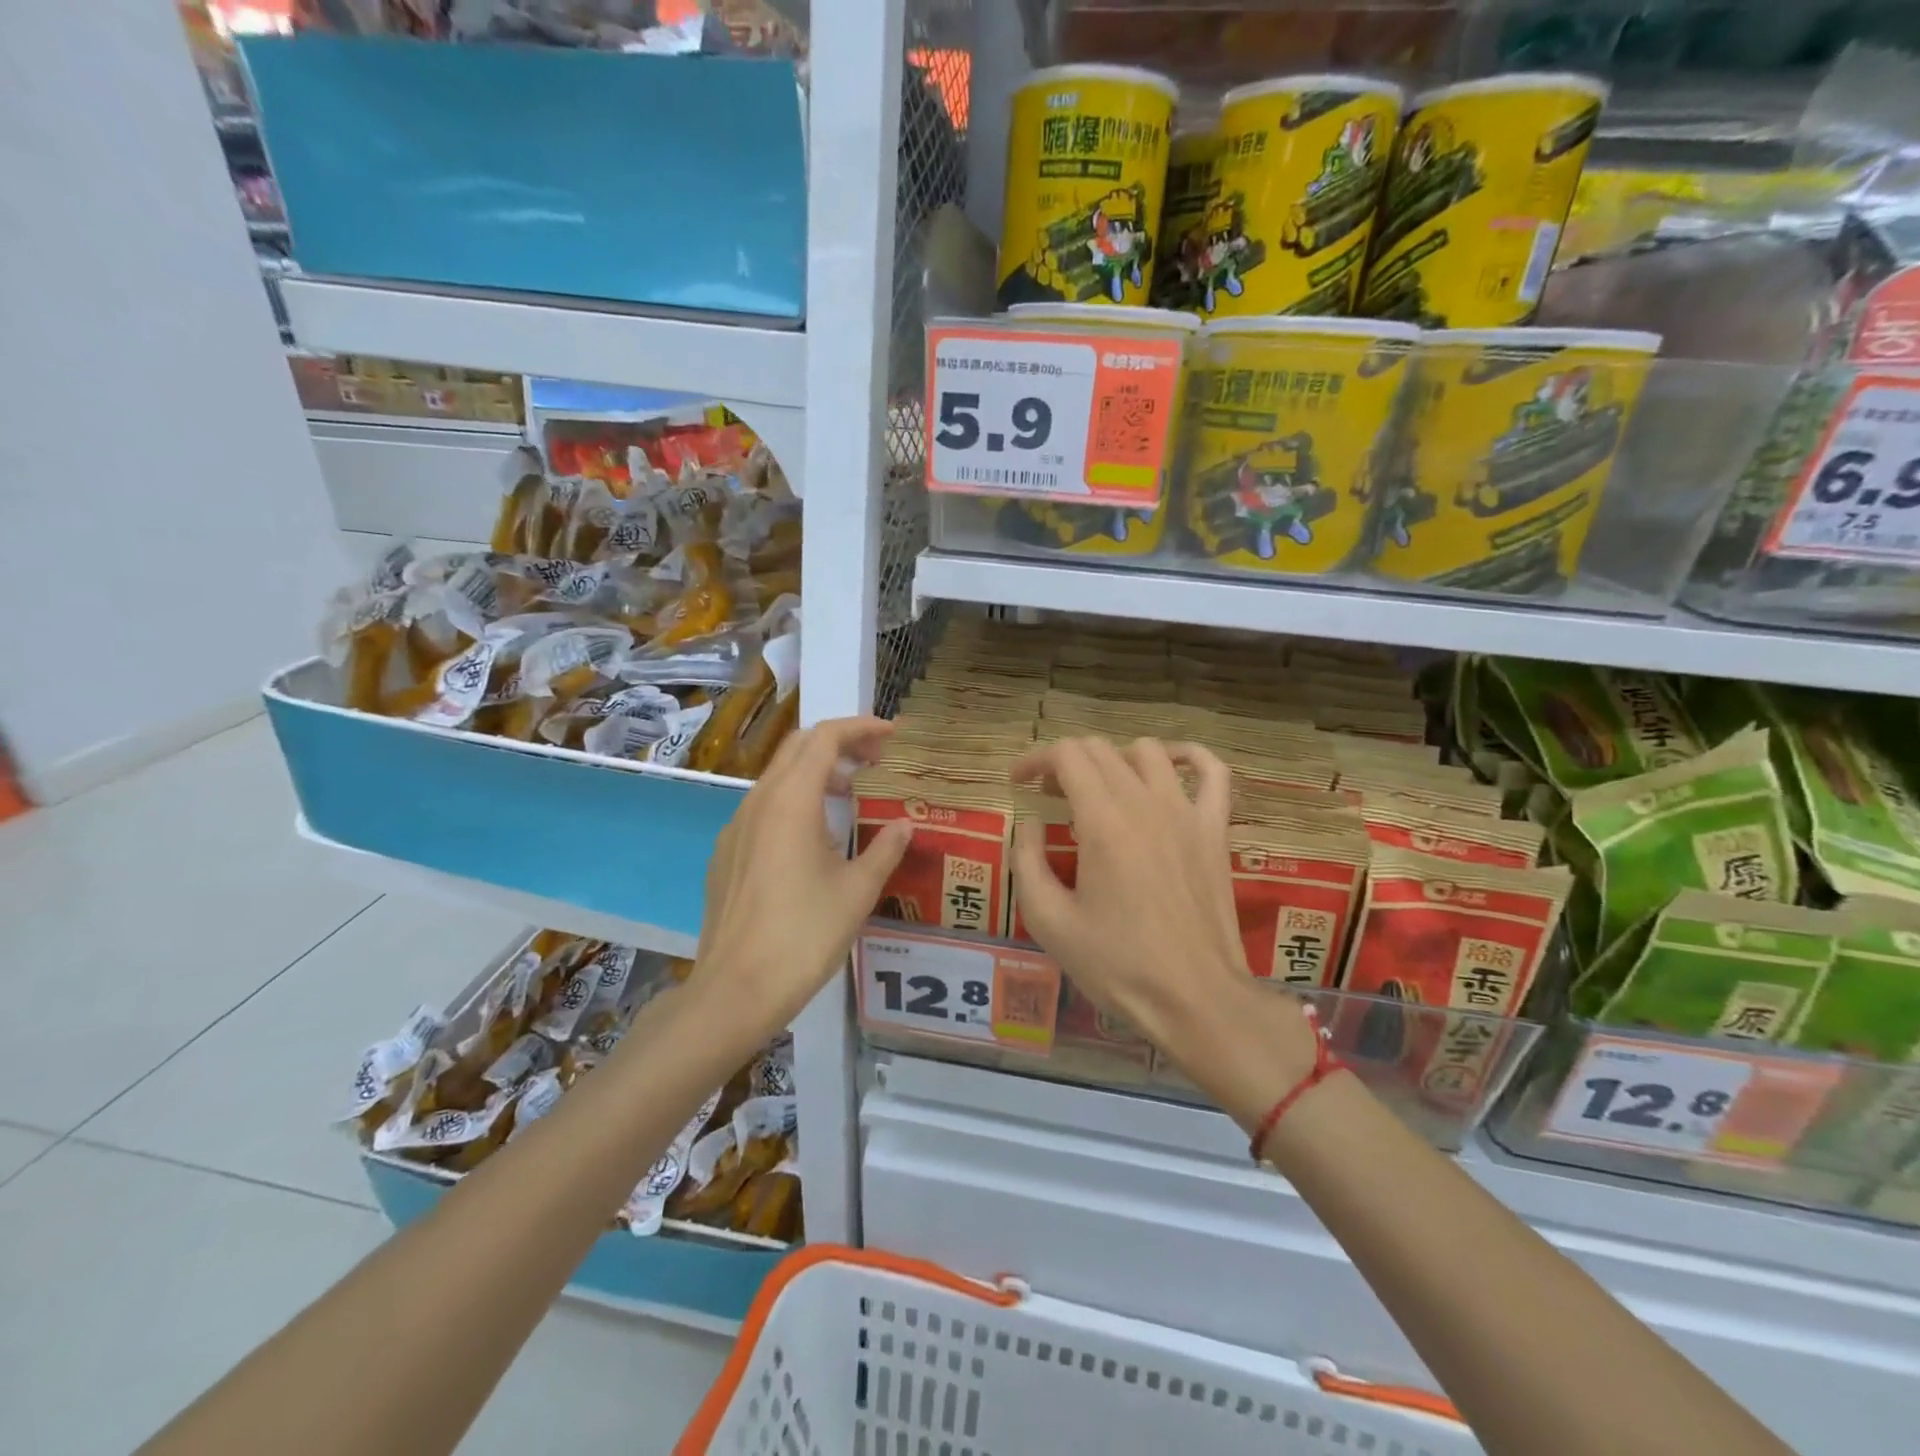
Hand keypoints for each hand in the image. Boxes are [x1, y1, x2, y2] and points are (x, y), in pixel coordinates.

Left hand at [691, 717, 912, 1047]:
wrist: (735, 990)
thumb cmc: (804, 937)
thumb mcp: (857, 892)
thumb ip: (885, 850)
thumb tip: (907, 825)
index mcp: (791, 802)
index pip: (825, 738)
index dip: (861, 727)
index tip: (891, 735)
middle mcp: (758, 802)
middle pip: (799, 747)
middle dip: (839, 742)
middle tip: (876, 759)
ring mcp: (736, 826)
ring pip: (778, 776)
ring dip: (817, 771)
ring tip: (851, 792)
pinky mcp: (726, 852)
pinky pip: (763, 807)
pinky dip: (795, 800)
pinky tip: (814, 836)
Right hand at [1010, 737, 1317, 1110]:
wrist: (1195, 998)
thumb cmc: (1117, 965)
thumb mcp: (1049, 921)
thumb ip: (1027, 861)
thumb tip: (1029, 823)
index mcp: (1102, 822)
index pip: (1066, 756)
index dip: (1035, 760)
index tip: (1019, 783)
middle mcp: (1145, 803)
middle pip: (1100, 750)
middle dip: (1065, 763)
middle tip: (1050, 797)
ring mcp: (1187, 813)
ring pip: (1148, 751)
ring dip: (1114, 759)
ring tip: (1100, 788)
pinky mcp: (1215, 830)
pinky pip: (1213, 773)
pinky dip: (1188, 756)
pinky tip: (1169, 767)